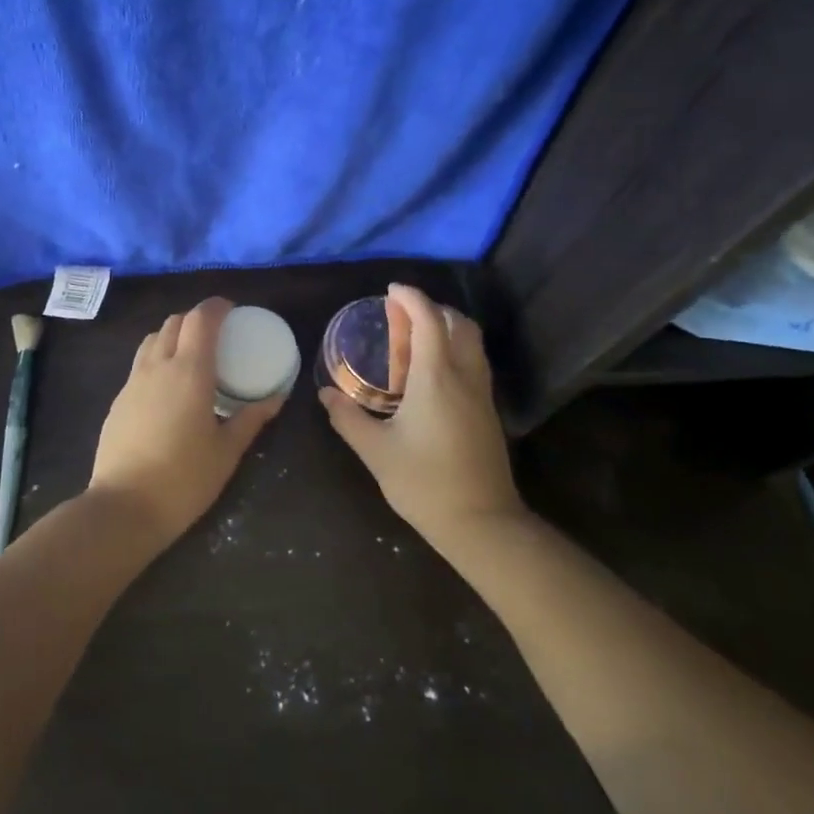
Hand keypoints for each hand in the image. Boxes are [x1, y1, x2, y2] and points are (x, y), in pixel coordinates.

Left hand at [89, 297, 285, 542]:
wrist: (124, 507)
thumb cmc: (184, 479)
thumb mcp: (227, 451)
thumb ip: (251, 418)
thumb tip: (276, 397)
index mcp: (189, 371)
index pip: (200, 319)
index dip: (216, 307)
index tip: (232, 309)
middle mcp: (157, 367)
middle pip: (173, 323)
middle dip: (195, 319)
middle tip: (216, 335)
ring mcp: (132, 383)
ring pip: (152, 341)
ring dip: (173, 336)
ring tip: (191, 356)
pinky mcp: (118, 401)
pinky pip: (140, 365)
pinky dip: (157, 360)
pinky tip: (169, 389)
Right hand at [319, 283, 525, 550]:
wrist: (481, 522)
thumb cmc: (424, 483)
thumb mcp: (376, 451)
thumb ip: (347, 418)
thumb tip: (326, 394)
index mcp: (436, 378)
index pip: (429, 320)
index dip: (411, 298)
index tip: (391, 290)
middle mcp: (464, 376)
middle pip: (458, 323)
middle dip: (432, 308)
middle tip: (402, 314)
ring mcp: (482, 393)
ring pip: (471, 342)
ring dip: (447, 327)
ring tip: (415, 338)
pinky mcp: (488, 411)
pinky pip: (474, 362)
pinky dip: (455, 349)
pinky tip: (432, 372)